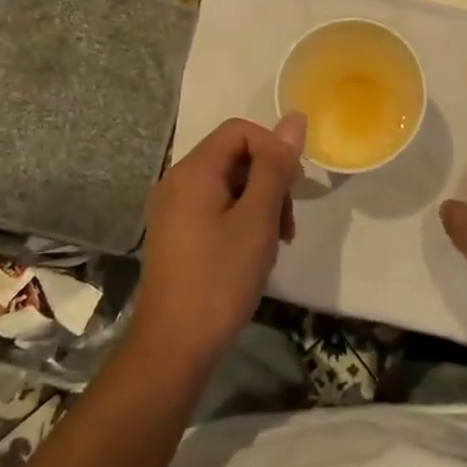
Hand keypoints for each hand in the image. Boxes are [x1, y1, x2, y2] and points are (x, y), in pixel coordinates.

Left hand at [130, 114, 305, 372]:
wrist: (173, 348)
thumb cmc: (220, 280)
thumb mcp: (257, 220)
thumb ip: (275, 167)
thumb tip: (294, 119)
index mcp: (193, 171)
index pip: (240, 131)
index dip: (273, 149)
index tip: (293, 188)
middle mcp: (176, 181)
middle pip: (233, 156)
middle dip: (268, 180)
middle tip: (287, 224)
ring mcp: (172, 209)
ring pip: (227, 183)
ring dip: (259, 203)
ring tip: (275, 242)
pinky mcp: (174, 233)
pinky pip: (213, 206)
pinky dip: (240, 219)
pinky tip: (253, 252)